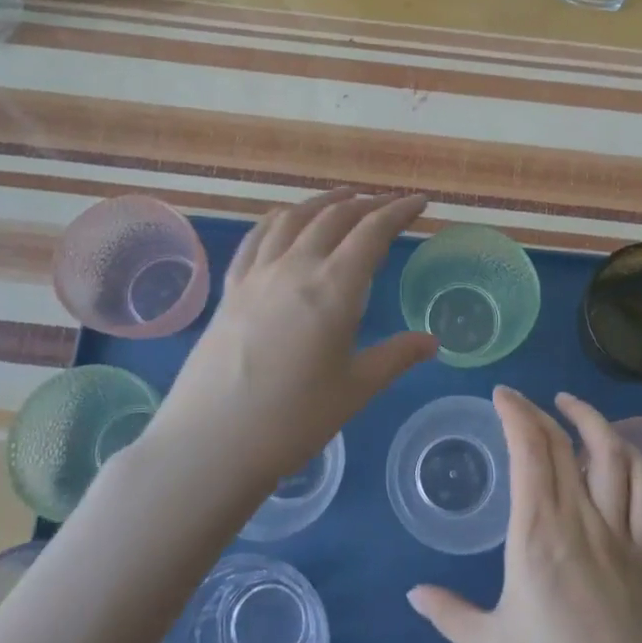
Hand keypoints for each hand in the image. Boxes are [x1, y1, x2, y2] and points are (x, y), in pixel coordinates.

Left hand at [145, 188, 437, 482]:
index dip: (399, 211)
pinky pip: (257, 237)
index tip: (420, 201)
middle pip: (334, 217)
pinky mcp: (230, 289)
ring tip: (344, 199)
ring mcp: (257, 275)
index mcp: (333, 288)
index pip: (372, 232)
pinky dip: (279, 219)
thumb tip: (431, 341)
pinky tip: (285, 220)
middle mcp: (295, 267)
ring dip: (324, 202)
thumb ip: (396, 357)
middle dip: (367, 204)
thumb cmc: (293, 420)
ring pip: (294, 218)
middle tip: (389, 205)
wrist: (211, 443)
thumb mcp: (355, 389)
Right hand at [408, 387, 641, 642]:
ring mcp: (620, 534)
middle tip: (519, 402)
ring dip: (592, 421)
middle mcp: (581, 522)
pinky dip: (631, 459)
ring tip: (569, 406)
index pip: (530, 452)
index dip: (516, 414)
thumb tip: (415, 592)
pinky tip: (615, 452)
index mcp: (538, 536)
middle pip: (565, 445)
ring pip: (614, 455)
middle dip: (540, 412)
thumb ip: (450, 614)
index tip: (501, 395)